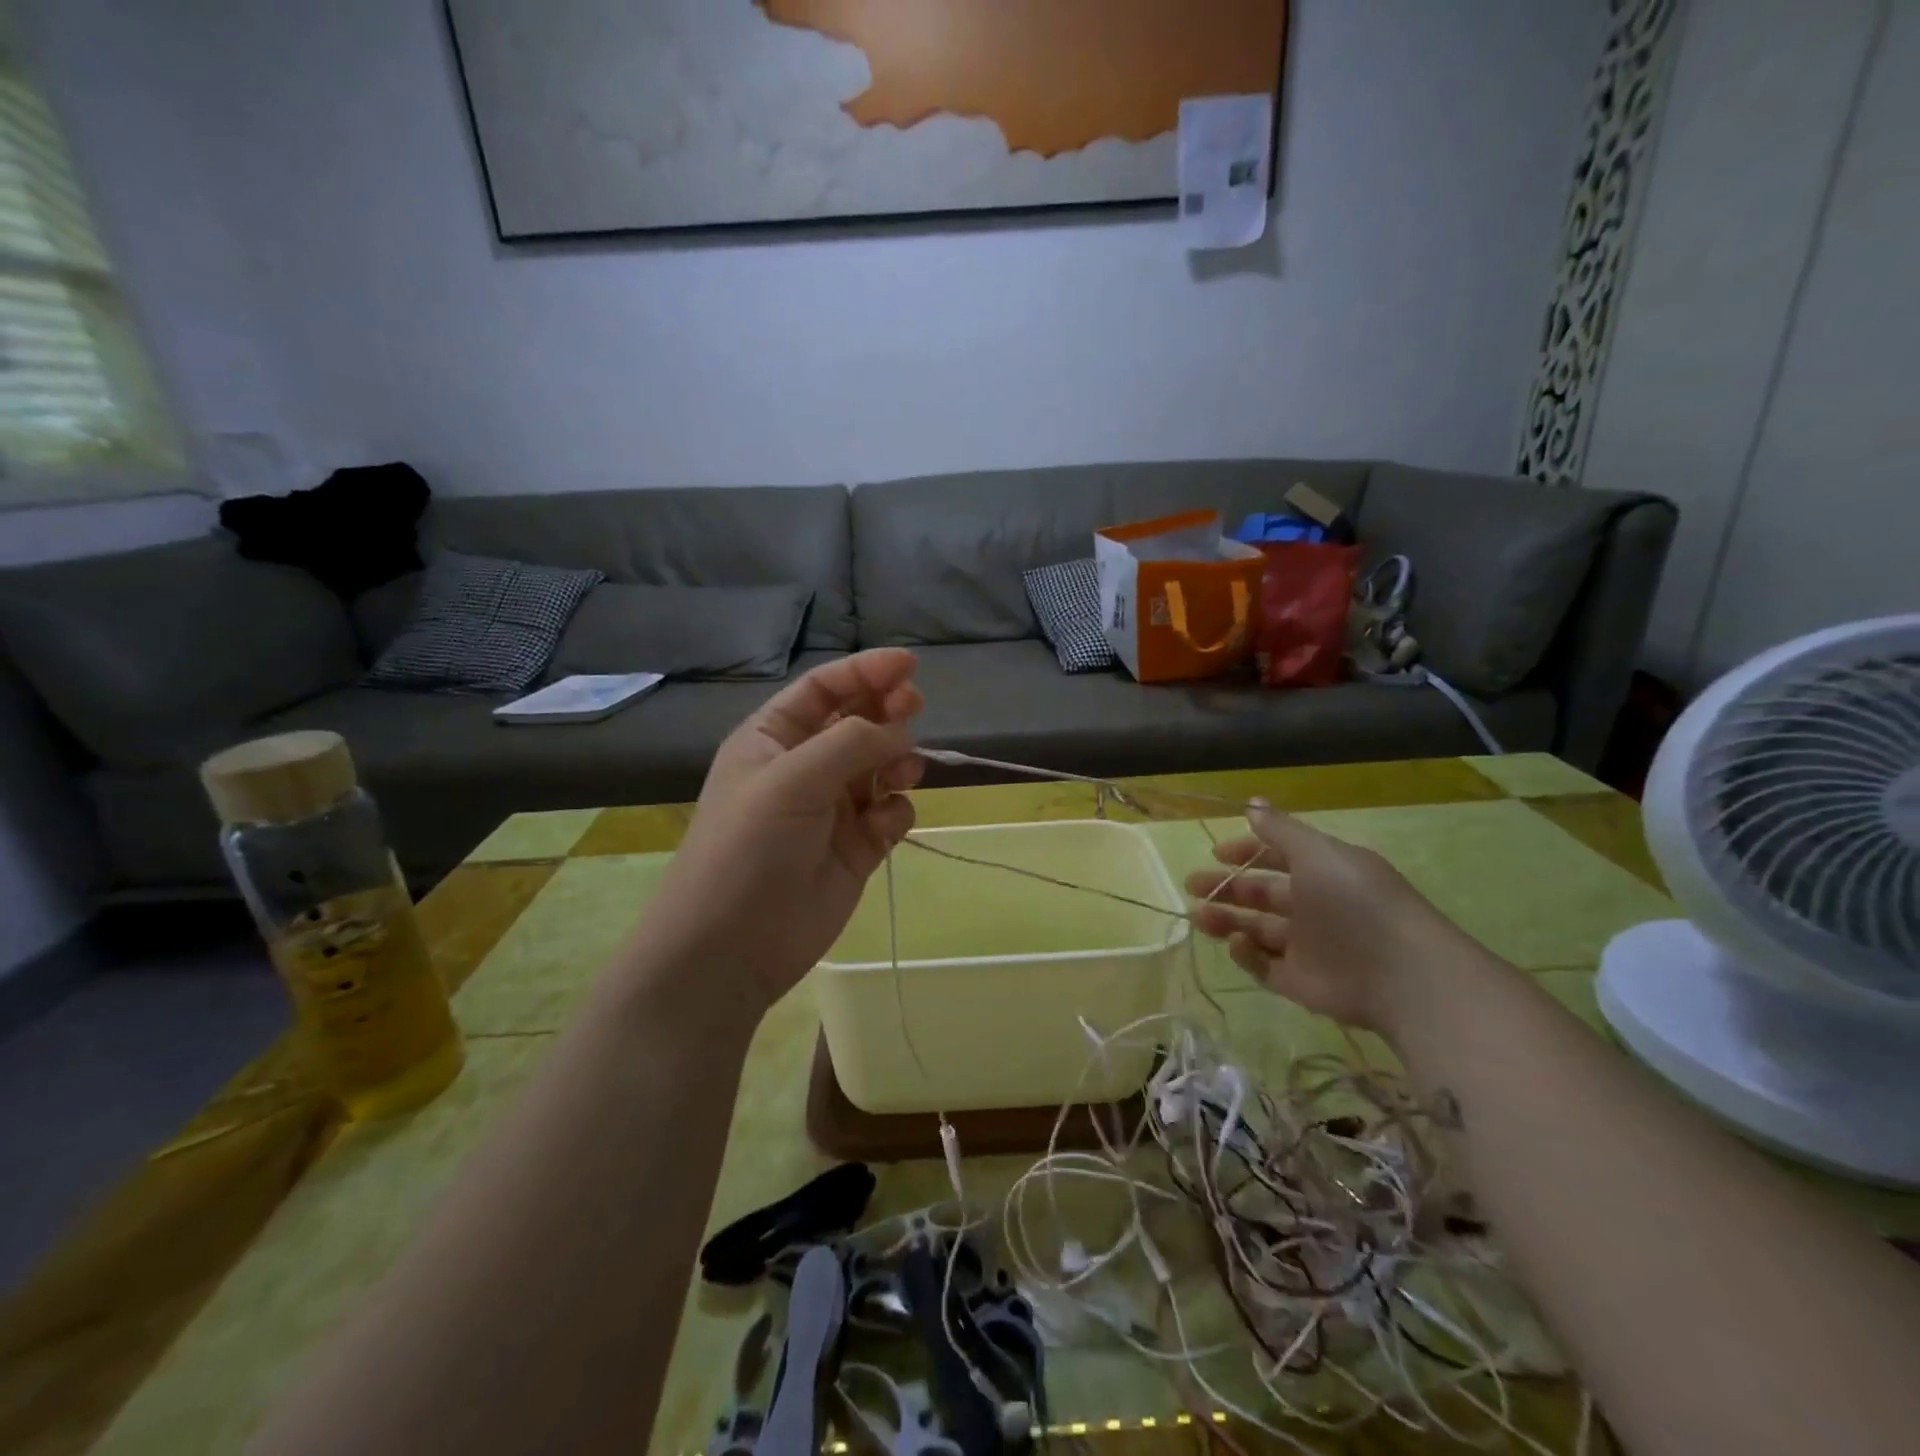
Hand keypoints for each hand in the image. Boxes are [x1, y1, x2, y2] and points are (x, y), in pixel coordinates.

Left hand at [635, 650, 924, 1018]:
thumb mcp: (792, 779)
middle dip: (886, 711)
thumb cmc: (749, 848)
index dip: (865, 672)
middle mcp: (804, 768)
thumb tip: (900, 727)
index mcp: (773, 739)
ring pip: (880, 767)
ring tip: (903, 770)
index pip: (824, 690)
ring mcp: (832, 809)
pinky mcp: (856, 849)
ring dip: (897, 760)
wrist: (732, 947)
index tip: (909, 665)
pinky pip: (890, 813)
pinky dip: (896, 811)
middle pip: (857, 723)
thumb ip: (851, 742)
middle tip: (914, 708)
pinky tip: (885, 824)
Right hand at [1185, 803, 1463, 1033]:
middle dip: (1226, 888)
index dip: (1247, 854)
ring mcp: (1307, 947)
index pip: (1279, 859)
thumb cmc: (1356, 902)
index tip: (1215, 853)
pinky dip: (1246, 954)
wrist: (1400, 975)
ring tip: (1198, 914)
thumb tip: (1251, 802)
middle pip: (1262, 895)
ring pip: (1257, 930)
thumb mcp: (1317, 853)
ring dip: (1226, 919)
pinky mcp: (1300, 982)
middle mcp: (1315, 908)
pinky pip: (1264, 966)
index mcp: (1324, 874)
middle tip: (1192, 884)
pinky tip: (1236, 943)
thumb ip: (1280, 830)